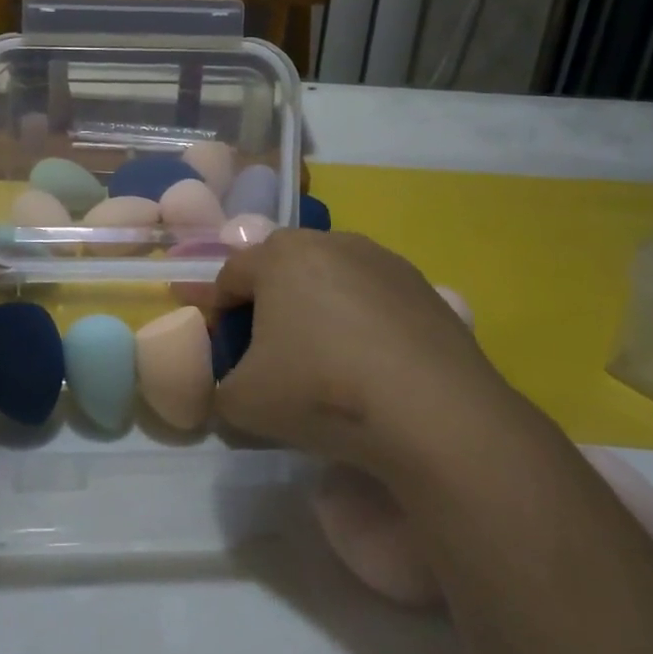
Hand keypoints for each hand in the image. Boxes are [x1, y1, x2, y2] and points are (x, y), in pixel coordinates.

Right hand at [212, 229, 529, 482]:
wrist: (433, 412)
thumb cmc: (321, 390)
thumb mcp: (244, 403)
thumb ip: (219, 390)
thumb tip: (230, 390)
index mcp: (278, 256)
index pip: (230, 274)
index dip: (219, 311)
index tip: (225, 350)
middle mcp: (330, 241)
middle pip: (283, 268)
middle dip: (270, 304)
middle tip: (271, 351)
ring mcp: (382, 260)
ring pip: (332, 278)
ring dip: (319, 308)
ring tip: (327, 359)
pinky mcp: (424, 286)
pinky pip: (374, 297)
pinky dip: (363, 322)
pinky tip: (372, 365)